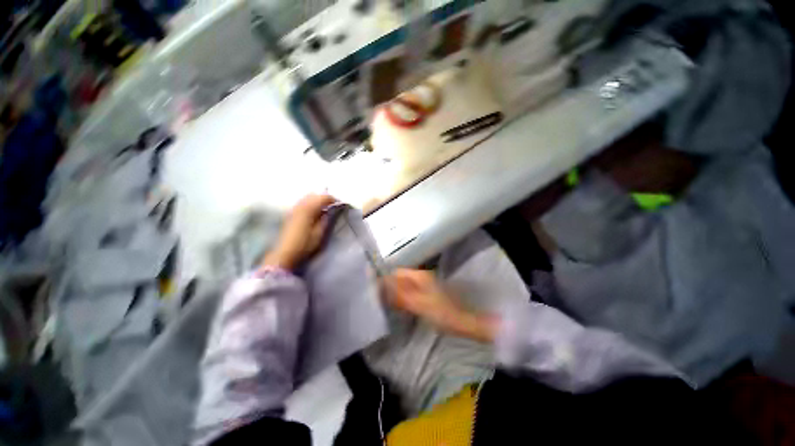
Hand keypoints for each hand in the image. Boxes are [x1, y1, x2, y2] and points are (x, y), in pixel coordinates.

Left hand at [261, 194, 336, 269]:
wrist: (285, 253)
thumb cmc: (305, 245)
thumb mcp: (319, 234)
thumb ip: (325, 220)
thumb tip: (330, 211)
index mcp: (308, 210)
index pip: (323, 198)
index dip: (332, 199)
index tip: (340, 203)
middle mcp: (300, 206)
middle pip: (314, 195)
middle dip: (325, 197)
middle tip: (333, 204)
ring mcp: (294, 209)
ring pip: (307, 197)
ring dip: (317, 199)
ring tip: (325, 206)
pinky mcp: (290, 213)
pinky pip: (302, 202)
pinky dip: (310, 202)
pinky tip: (314, 209)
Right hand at [383, 269, 498, 342]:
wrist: (462, 321)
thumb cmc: (441, 313)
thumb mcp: (418, 304)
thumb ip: (399, 295)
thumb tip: (382, 286)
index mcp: (419, 276)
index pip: (397, 272)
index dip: (386, 280)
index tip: (375, 291)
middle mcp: (421, 276)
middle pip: (400, 277)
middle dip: (390, 287)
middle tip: (379, 299)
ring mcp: (425, 284)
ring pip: (405, 285)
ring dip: (396, 292)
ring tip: (387, 303)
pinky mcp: (427, 293)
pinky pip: (410, 291)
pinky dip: (403, 297)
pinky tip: (399, 306)